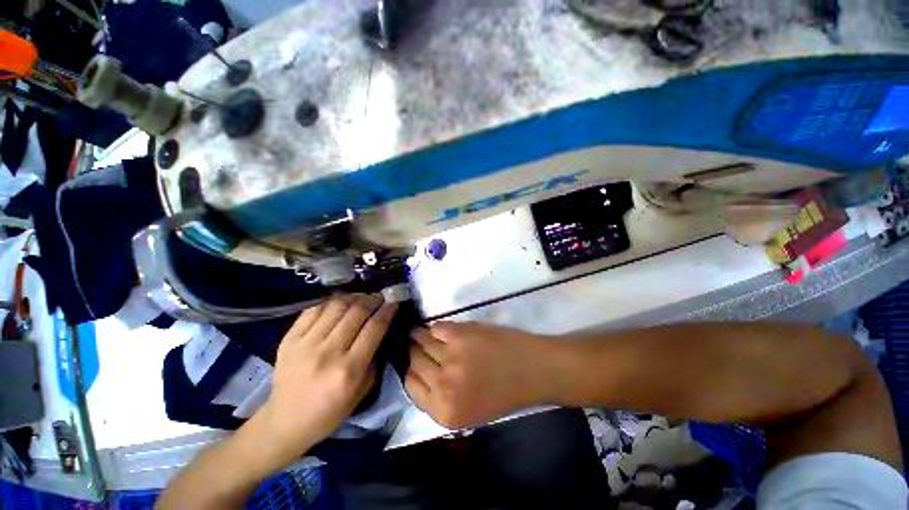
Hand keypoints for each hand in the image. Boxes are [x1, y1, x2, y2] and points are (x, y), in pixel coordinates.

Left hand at [258, 294, 398, 456]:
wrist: (285, 422)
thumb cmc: (328, 412)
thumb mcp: (361, 392)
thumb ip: (373, 360)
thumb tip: (380, 331)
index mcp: (348, 370)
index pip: (374, 329)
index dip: (387, 311)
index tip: (394, 302)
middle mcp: (327, 353)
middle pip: (356, 312)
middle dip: (373, 300)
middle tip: (380, 297)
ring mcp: (305, 344)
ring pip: (336, 306)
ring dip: (354, 297)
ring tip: (362, 297)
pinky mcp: (289, 339)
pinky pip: (314, 310)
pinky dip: (331, 302)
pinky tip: (340, 303)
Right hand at [405, 322, 551, 428]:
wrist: (531, 370)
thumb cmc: (503, 393)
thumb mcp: (468, 412)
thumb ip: (439, 398)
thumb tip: (418, 374)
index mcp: (444, 412)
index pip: (411, 386)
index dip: (411, 372)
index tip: (413, 363)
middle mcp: (443, 385)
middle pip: (413, 362)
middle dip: (412, 353)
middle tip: (413, 345)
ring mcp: (450, 357)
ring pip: (421, 342)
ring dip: (418, 336)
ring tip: (417, 332)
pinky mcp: (459, 334)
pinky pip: (437, 327)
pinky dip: (435, 327)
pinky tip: (437, 329)